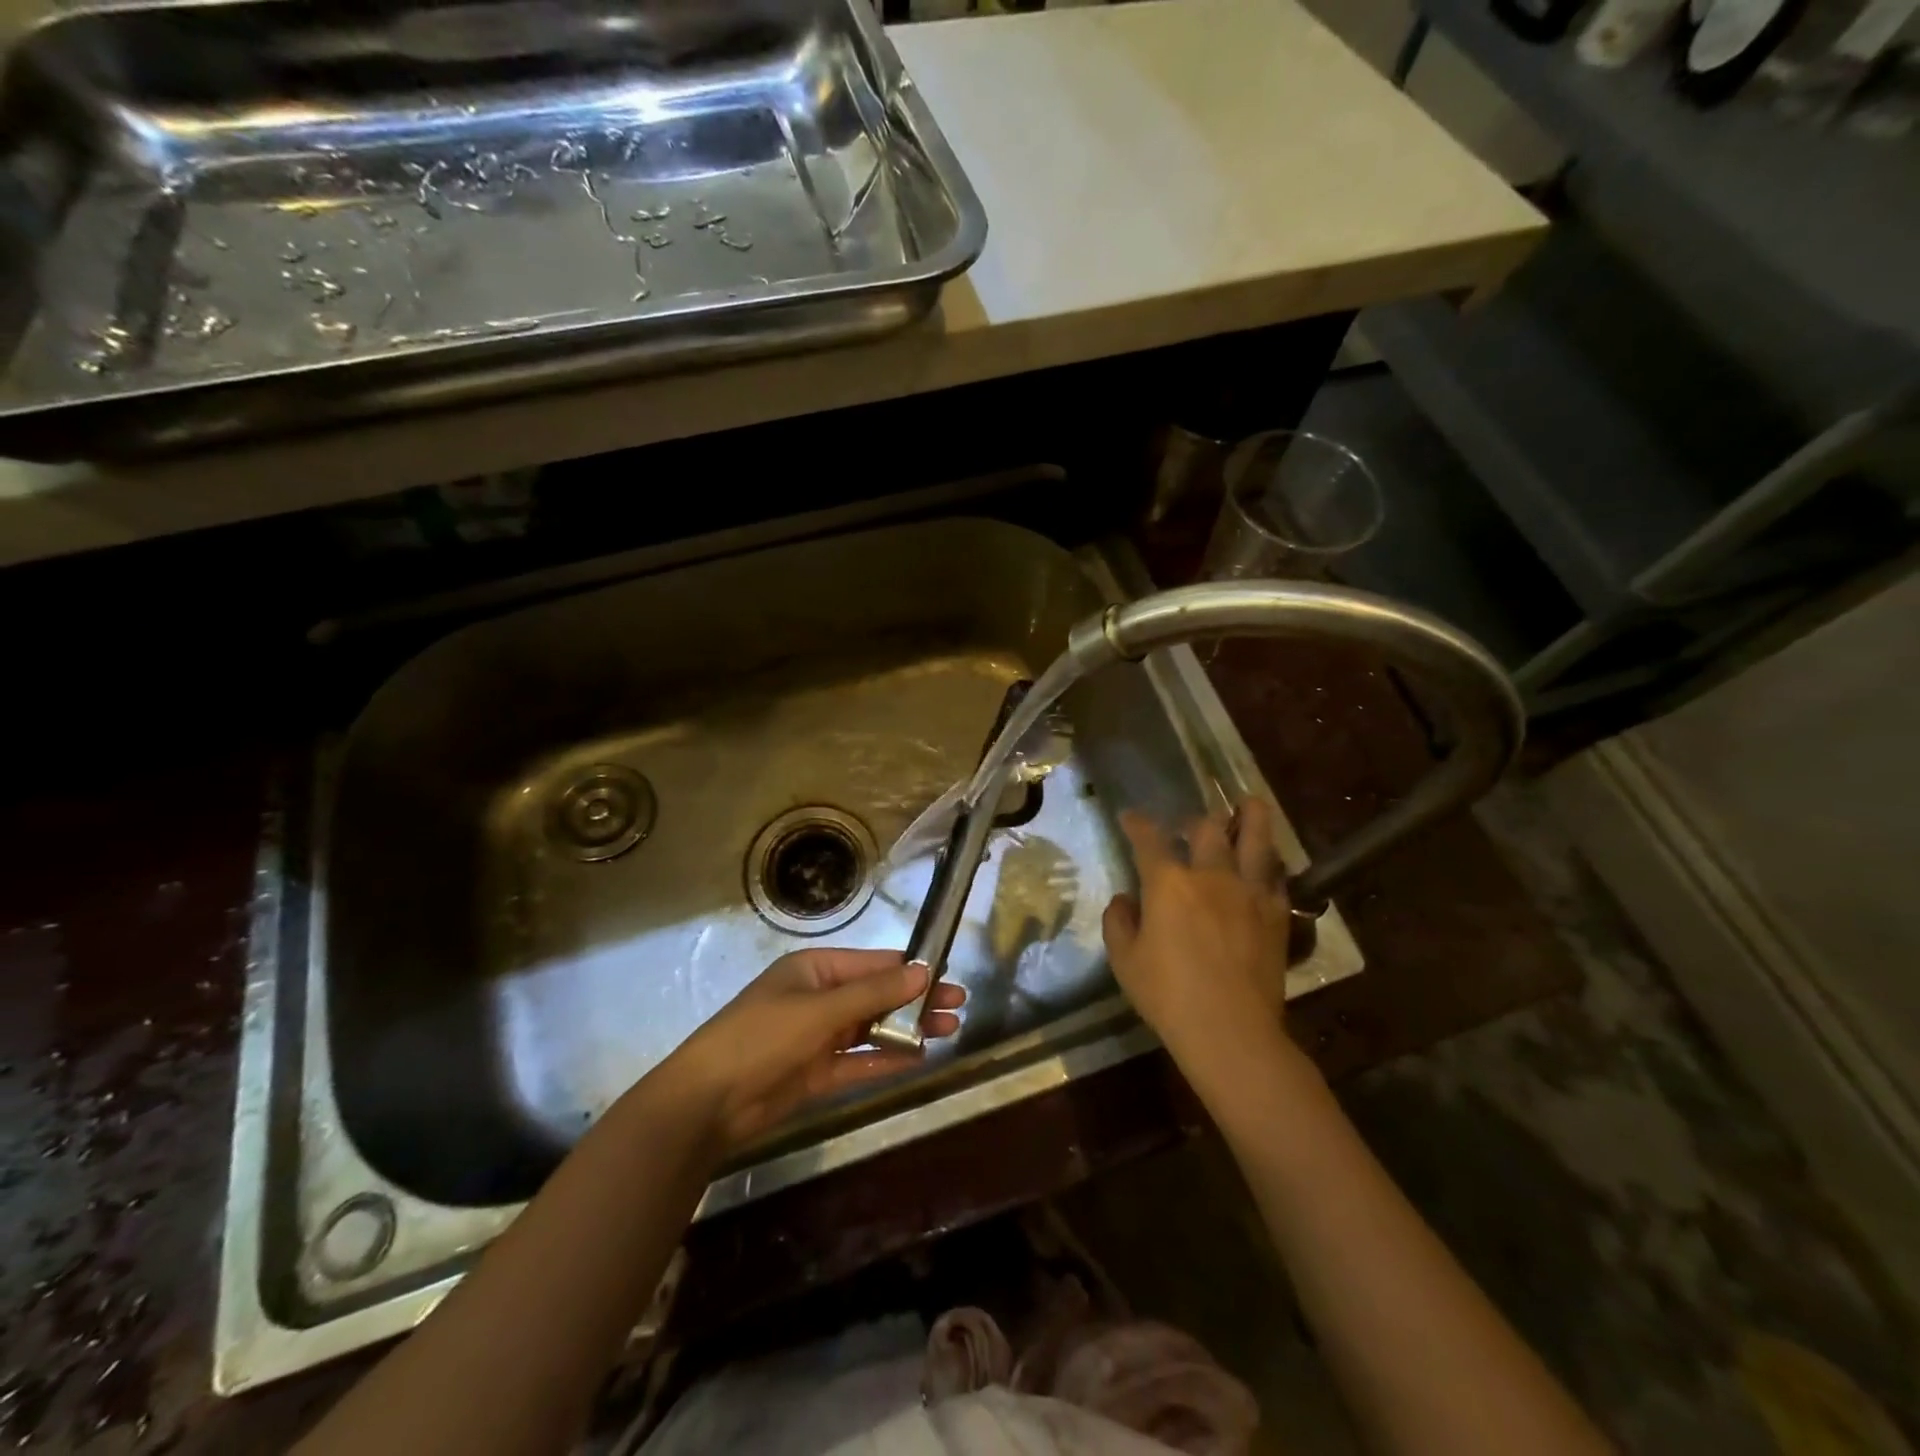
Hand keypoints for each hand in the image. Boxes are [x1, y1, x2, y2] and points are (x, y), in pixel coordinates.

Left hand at [661, 949, 963, 1153]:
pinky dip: (886, 1058)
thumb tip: (922, 971)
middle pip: (877, 995)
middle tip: (958, 1005)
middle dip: (916, 1000)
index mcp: (815, 969)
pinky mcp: (816, 1072)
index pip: (873, 964)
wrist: (707, 1102)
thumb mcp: (820, 1010)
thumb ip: (873, 994)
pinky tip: (918, 1058)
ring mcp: (817, 1036)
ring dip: (907, 1028)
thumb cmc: (762, 1037)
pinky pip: (859, 1060)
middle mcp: (819, 997)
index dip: (911, 969)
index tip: (947, 975)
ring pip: (872, 1028)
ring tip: (949, 1030)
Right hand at [1102, 799, 1290, 1061]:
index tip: (1130, 817)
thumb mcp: (1125, 961)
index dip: (1137, 823)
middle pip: (1206, 829)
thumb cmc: (1167, 995)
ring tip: (1249, 804)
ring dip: (1250, 817)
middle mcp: (1210, 875)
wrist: (1231, 1031)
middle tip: (1188, 826)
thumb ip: (1119, 922)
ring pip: (1255, 838)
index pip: (1149, 839)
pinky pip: (1276, 875)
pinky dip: (1268, 862)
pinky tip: (1266, 863)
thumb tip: (1126, 900)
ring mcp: (1249, 891)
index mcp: (1168, 883)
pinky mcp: (1277, 913)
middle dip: (1194, 821)